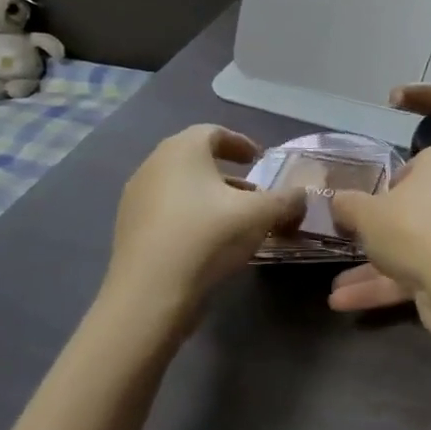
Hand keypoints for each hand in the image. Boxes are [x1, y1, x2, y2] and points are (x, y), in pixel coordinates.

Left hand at [105, 125, 304, 331]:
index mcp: (182, 150)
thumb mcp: (261, 215)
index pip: (214, 132)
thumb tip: (302, 196)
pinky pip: (166, 211)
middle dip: (228, 173)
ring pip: (181, 187)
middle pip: (196, 160)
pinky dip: (190, 216)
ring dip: (210, 197)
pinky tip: (209, 242)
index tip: (259, 160)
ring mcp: (135, 199)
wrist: (148, 297)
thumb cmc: (207, 238)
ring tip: (236, 220)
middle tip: (253, 191)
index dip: (240, 143)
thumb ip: (287, 200)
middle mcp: (154, 166)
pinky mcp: (128, 230)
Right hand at [326, 83, 430, 329]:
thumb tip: (337, 200)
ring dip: (371, 269)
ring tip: (332, 291)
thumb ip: (348, 204)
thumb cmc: (413, 229)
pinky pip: (418, 271)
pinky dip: (385, 286)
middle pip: (409, 210)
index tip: (361, 206)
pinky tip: (345, 303)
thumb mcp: (366, 213)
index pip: (409, 168)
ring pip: (410, 246)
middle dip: (374, 233)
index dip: (383, 187)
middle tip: (346, 243)